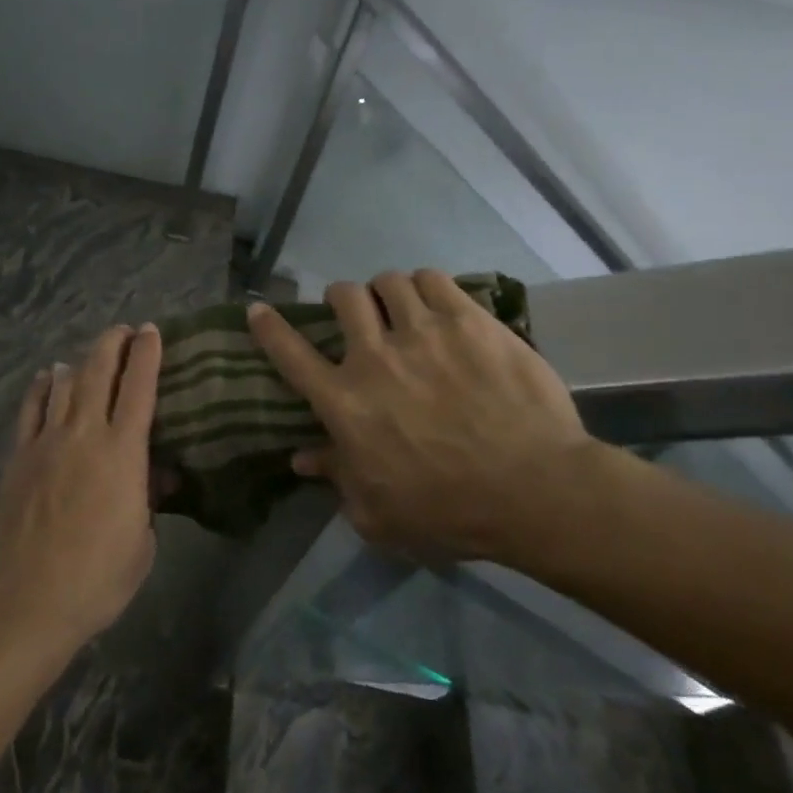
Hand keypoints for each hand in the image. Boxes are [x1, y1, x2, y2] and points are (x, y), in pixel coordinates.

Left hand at [0, 323, 162, 647]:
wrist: (29, 598)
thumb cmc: (98, 577)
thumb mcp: (143, 542)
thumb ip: (148, 499)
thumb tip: (153, 475)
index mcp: (122, 452)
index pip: (138, 388)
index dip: (146, 354)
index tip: (151, 331)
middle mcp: (84, 434)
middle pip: (98, 373)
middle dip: (112, 344)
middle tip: (122, 330)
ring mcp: (46, 442)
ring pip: (63, 385)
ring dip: (78, 363)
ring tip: (87, 354)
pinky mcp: (18, 457)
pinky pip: (30, 410)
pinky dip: (39, 388)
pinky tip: (44, 377)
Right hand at [246, 269, 595, 564]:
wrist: (534, 490)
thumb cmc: (449, 511)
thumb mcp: (378, 513)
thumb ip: (336, 479)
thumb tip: (301, 458)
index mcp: (345, 402)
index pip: (291, 354)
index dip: (268, 328)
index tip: (258, 310)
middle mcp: (374, 357)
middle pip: (343, 298)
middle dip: (341, 298)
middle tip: (356, 312)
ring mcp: (423, 332)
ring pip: (388, 282)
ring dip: (386, 291)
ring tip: (401, 305)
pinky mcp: (468, 320)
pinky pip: (433, 279)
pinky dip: (426, 285)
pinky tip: (435, 302)